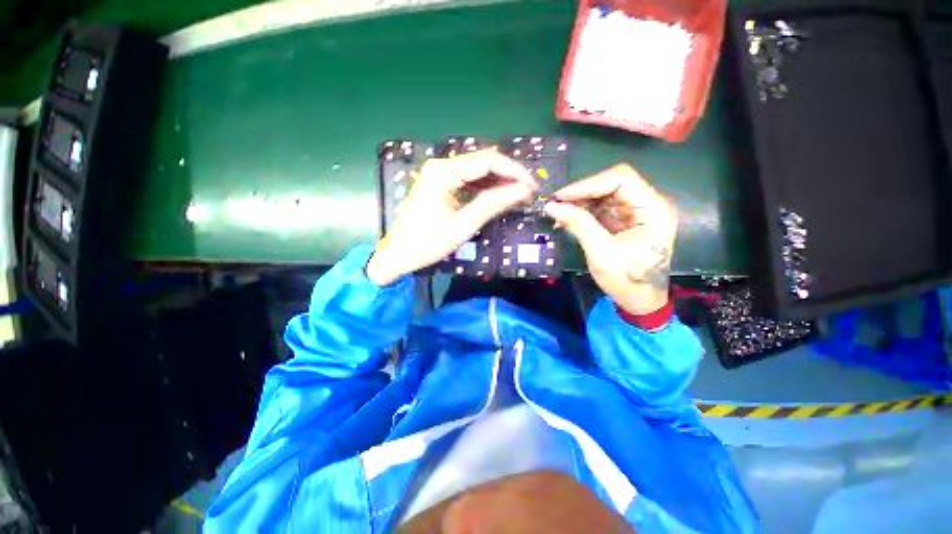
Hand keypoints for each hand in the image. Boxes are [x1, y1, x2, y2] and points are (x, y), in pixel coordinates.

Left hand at [366, 150, 537, 285]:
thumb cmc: (427, 243)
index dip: (515, 171)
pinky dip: (486, 189)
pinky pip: (469, 181)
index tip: (533, 187)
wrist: (398, 255)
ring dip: (500, 182)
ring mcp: (440, 174)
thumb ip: (492, 204)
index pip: (488, 160)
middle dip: (509, 176)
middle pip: (484, 162)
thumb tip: (523, 190)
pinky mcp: (441, 185)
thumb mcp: (463, 225)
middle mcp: (442, 165)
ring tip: (520, 196)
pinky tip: (500, 198)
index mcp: (444, 171)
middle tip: (530, 193)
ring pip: (478, 171)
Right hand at [544, 164, 676, 315]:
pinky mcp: (625, 220)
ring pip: (604, 195)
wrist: (640, 301)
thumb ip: (579, 225)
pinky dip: (582, 212)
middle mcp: (648, 204)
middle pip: (612, 184)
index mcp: (653, 210)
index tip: (561, 197)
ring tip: (558, 214)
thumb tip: (551, 206)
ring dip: (579, 202)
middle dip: (581, 193)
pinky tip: (566, 220)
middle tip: (556, 204)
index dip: (588, 184)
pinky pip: (601, 208)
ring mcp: (636, 212)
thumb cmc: (627, 281)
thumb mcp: (601, 253)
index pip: (621, 179)